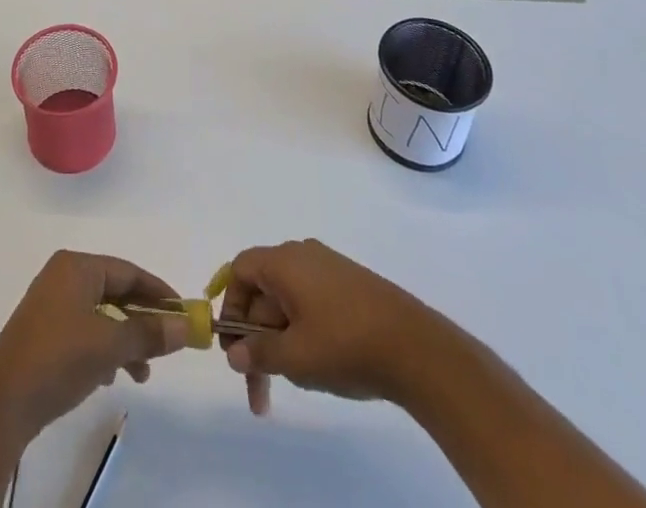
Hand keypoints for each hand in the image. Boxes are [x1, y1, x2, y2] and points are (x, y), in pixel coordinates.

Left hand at [0, 251, 188, 446]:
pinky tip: (110, 377)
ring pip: (101, 316)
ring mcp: (52, 305)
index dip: (158, 292)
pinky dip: (103, 349)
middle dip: (142, 321)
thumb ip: (148, 333)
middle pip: (115, 292)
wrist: (3, 402)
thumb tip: (186, 327)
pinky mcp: (45, 333)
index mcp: (77, 267)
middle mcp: (64, 277)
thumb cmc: (58, 358)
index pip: (128, 271)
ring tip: (141, 373)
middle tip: (166, 346)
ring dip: (125, 341)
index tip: (183, 313)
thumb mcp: (109, 345)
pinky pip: (85, 332)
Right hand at [219, 238, 444, 414]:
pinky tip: (317, 367)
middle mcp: (302, 255)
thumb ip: (258, 353)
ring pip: (287, 304)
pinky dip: (302, 334)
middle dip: (256, 341)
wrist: (415, 347)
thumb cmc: (344, 345)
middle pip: (263, 292)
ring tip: (290, 386)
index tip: (233, 347)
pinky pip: (310, 304)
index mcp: (283, 261)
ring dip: (279, 343)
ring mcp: (329, 269)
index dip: (230, 306)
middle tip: (257, 391)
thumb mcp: (294, 356)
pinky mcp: (349, 287)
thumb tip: (233, 351)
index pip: (240, 271)